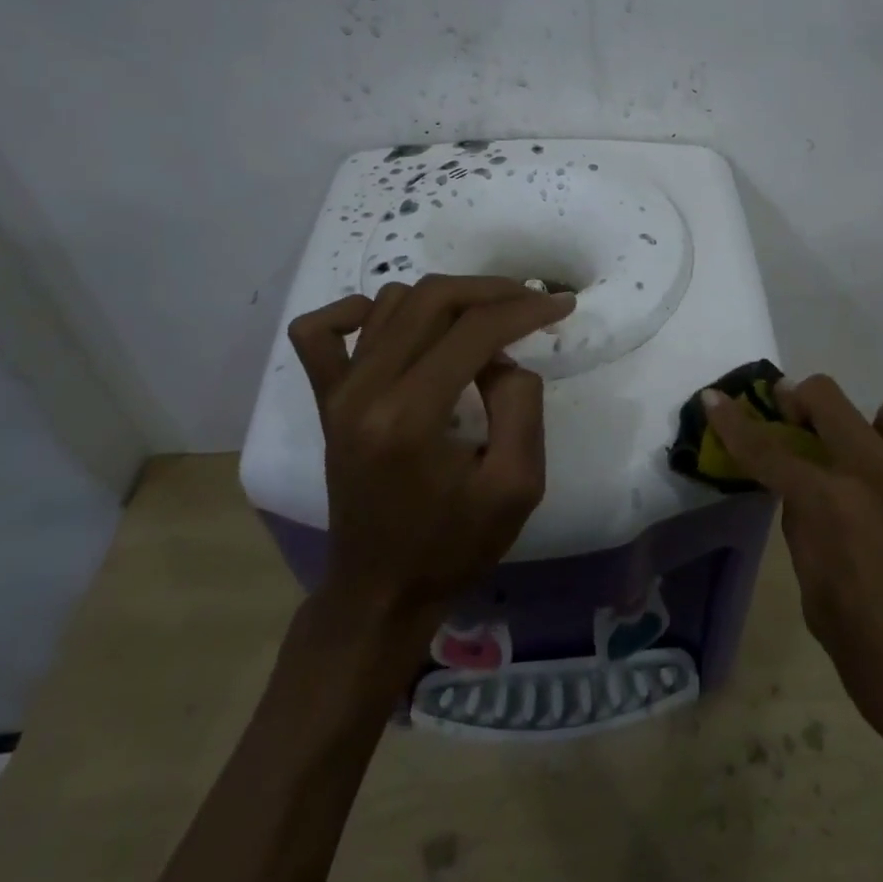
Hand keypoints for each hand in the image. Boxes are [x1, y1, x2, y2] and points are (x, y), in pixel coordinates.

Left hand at [288, 276, 573, 627]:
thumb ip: (521, 405)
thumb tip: (503, 356)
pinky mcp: (325, 401)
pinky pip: (320, 332)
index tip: (562, 305)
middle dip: (493, 291)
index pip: (474, 329)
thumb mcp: (517, 485)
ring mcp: (338, 393)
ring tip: (485, 322)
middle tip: (533, 302)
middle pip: (433, 299)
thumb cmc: (454, 545)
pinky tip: (395, 323)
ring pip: (391, 303)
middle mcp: (365, 391)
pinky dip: (358, 311)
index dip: (526, 308)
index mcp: (410, 417)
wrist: (382, 590)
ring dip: (447, 299)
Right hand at [703, 376, 882, 778]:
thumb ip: (809, 539)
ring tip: (870, 478)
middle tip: (794, 415)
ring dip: (869, 434)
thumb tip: (808, 502)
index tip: (715, 397)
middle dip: (801, 398)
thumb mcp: (821, 609)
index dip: (735, 423)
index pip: (770, 452)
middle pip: (832, 400)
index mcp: (836, 509)